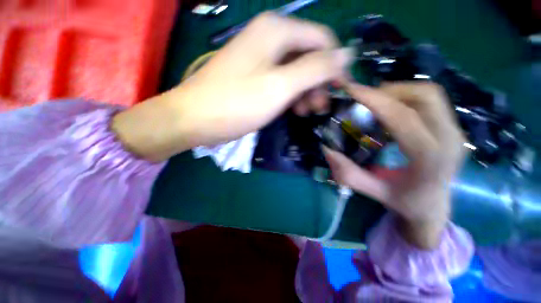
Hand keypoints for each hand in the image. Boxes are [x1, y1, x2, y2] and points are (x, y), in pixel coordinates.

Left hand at [112, 12, 352, 160]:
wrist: (196, 118)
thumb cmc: (237, 103)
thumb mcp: (281, 86)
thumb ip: (316, 68)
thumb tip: (347, 54)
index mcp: (277, 31)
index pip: (322, 40)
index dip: (334, 65)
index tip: (338, 90)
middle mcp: (269, 37)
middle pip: (309, 55)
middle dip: (318, 81)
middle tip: (319, 107)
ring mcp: (260, 58)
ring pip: (295, 70)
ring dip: (305, 90)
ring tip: (306, 111)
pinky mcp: (254, 76)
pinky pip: (281, 80)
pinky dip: (291, 94)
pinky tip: (292, 109)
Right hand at [323, 82, 466, 248]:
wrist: (434, 207)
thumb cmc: (405, 202)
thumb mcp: (373, 191)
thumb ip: (348, 173)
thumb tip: (327, 148)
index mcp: (430, 158)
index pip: (402, 117)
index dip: (374, 99)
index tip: (350, 90)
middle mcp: (450, 140)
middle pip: (423, 95)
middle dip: (388, 91)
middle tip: (363, 99)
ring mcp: (456, 132)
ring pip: (429, 94)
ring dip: (398, 92)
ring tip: (375, 102)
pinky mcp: (453, 128)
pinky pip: (431, 101)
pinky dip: (407, 97)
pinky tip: (390, 110)